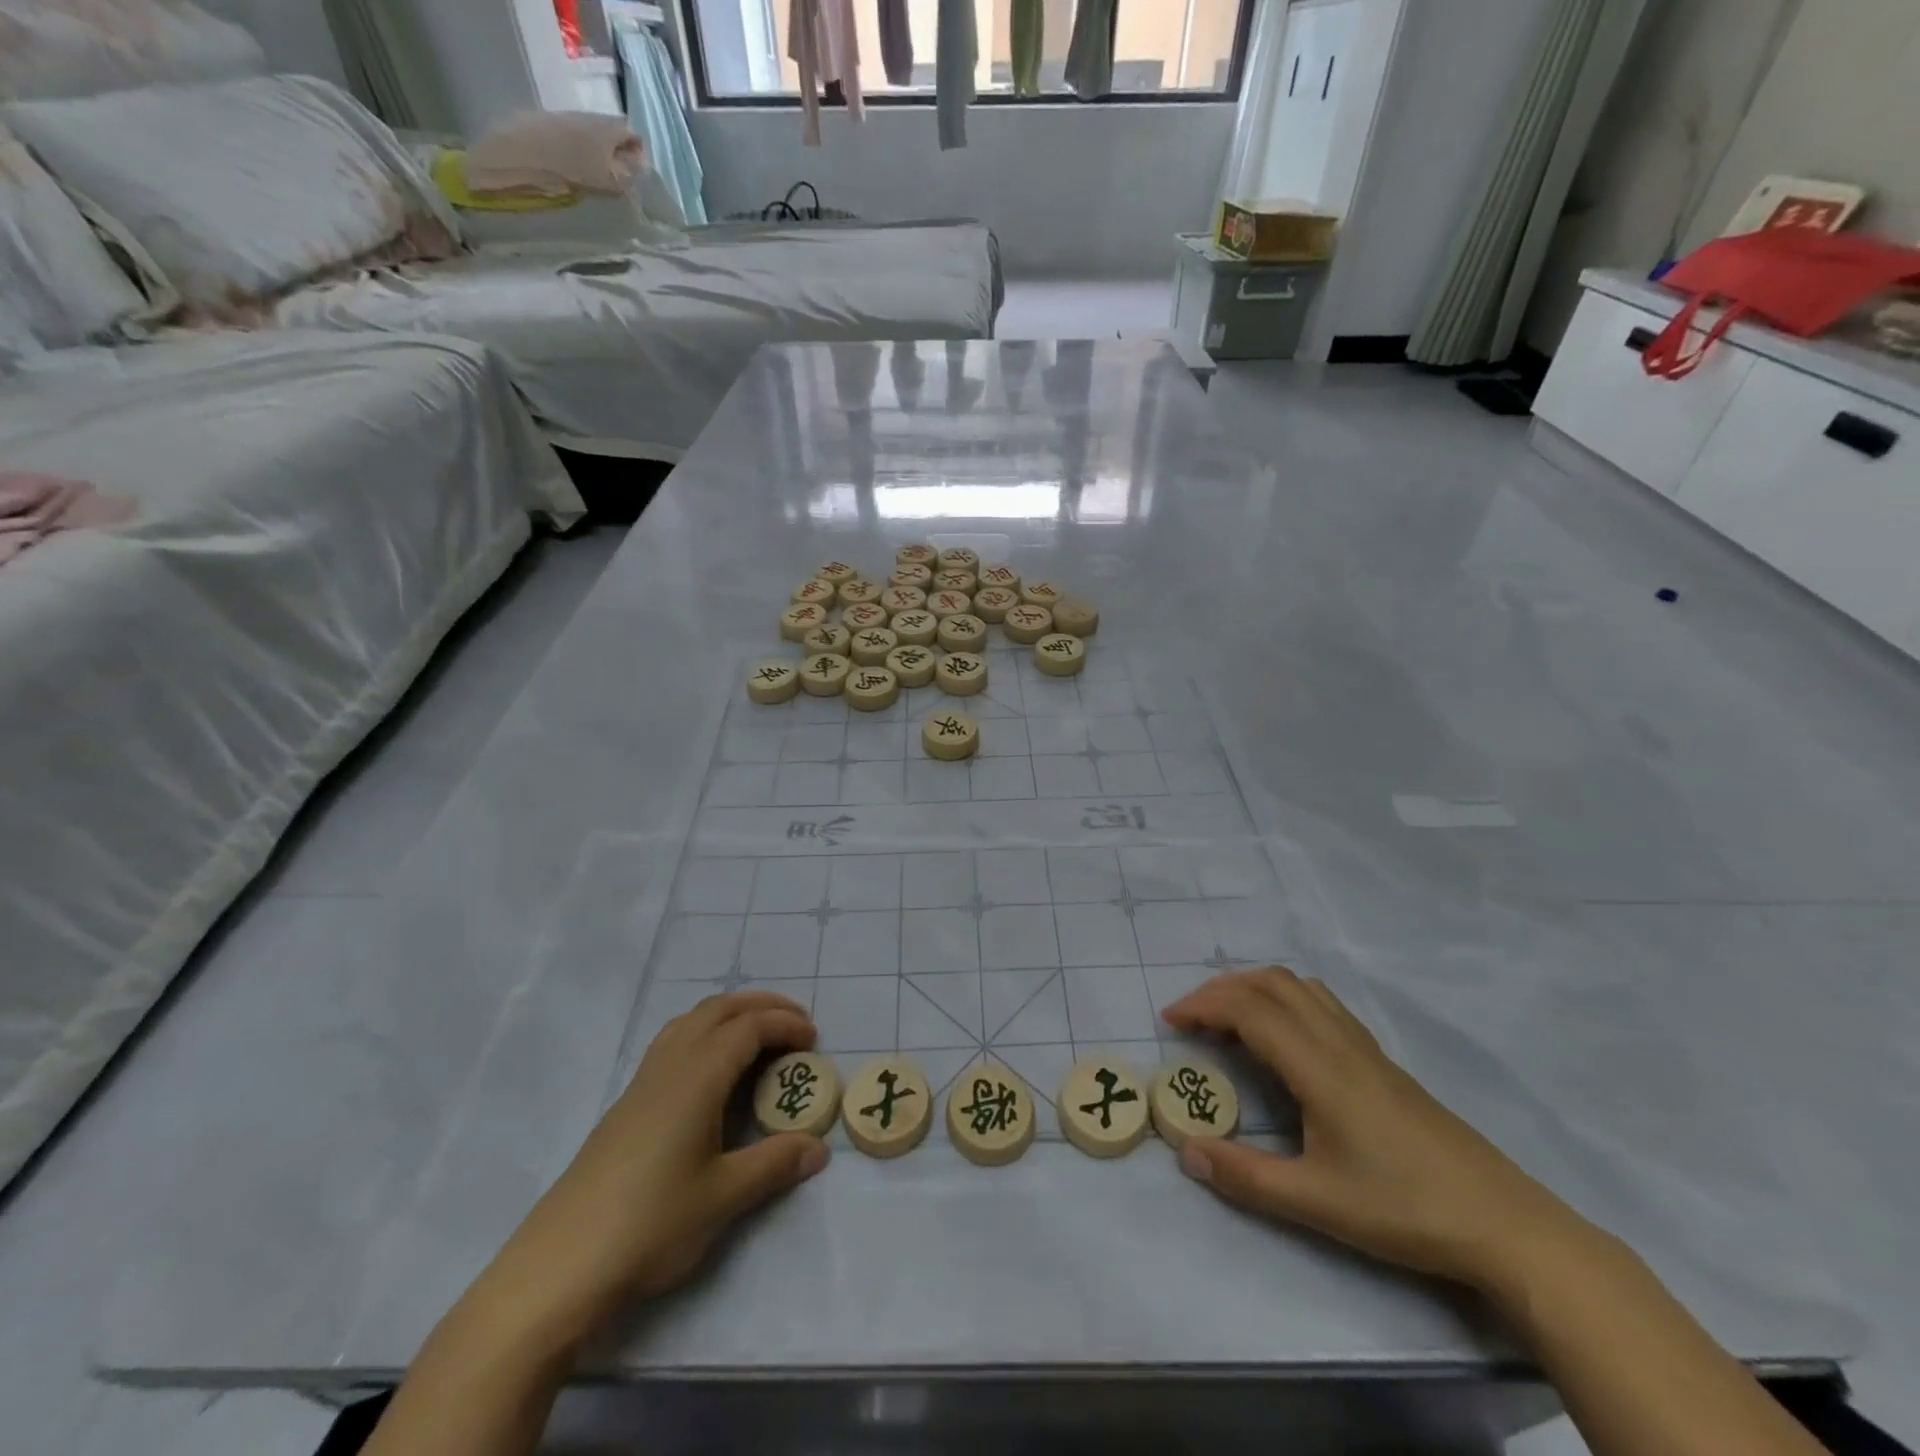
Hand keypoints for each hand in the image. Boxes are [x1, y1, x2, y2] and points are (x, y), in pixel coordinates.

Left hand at [479, 991, 829, 1346]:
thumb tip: (819, 1149)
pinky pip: (673, 1043)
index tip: (814, 1040)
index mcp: (697, 1077)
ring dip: (730, 1016)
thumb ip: (774, 1164)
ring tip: (758, 1039)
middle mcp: (669, 1066)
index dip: (785, 1024)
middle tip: (796, 1024)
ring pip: (691, 1021)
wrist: (558, 1268)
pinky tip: (712, 1075)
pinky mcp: (626, 1105)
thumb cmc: (649, 1225)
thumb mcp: (723, 1197)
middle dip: (761, 1006)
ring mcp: (642, 1083)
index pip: (748, 1027)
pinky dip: (704, 1036)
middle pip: (719, 1010)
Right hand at [1163, 968, 1593, 1293]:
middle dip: (1221, 989)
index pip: (1250, 1009)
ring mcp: (1365, 1048)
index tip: (1171, 1022)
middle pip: (1271, 983)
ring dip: (1254, 988)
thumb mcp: (1317, 1203)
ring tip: (1227, 1019)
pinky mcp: (1381, 1061)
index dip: (1204, 1006)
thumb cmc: (1405, 1209)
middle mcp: (1339, 1042)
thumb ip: (1246, 1177)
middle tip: (1190, 1017)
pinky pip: (1322, 1004)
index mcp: (1319, 1066)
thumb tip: (1186, 1152)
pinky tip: (1281, 1039)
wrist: (1505, 1225)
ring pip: (1299, 987)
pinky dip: (1284, 1000)